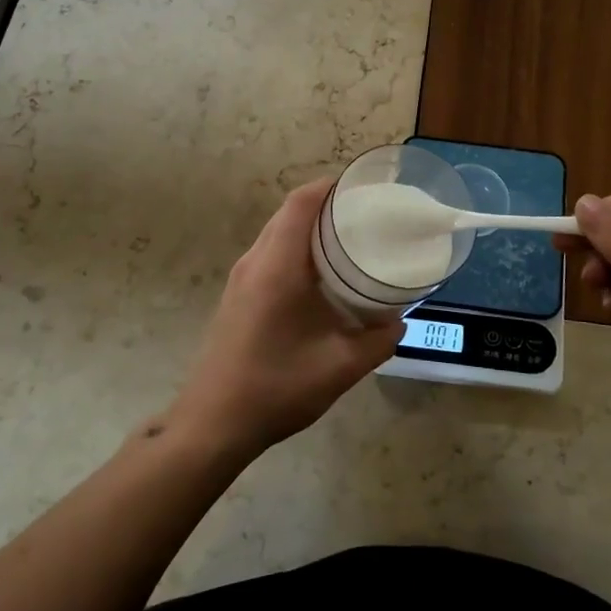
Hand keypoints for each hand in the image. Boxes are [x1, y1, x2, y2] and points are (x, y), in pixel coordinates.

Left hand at [170, 178, 403, 459]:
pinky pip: (270, 254)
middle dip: (326, 205)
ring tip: (349, 240)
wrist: (212, 424)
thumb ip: (377, 340)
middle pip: (289, 213)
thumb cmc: (275, 388)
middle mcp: (254, 262)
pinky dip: (297, 249)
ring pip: (278, 233)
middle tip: (366, 215)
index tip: (364, 188)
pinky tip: (321, 276)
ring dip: (310, 229)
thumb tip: (398, 321)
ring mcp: (240, 279)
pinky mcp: (236, 296)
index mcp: (277, 267)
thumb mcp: (339, 367)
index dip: (330, 186)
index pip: (301, 204)